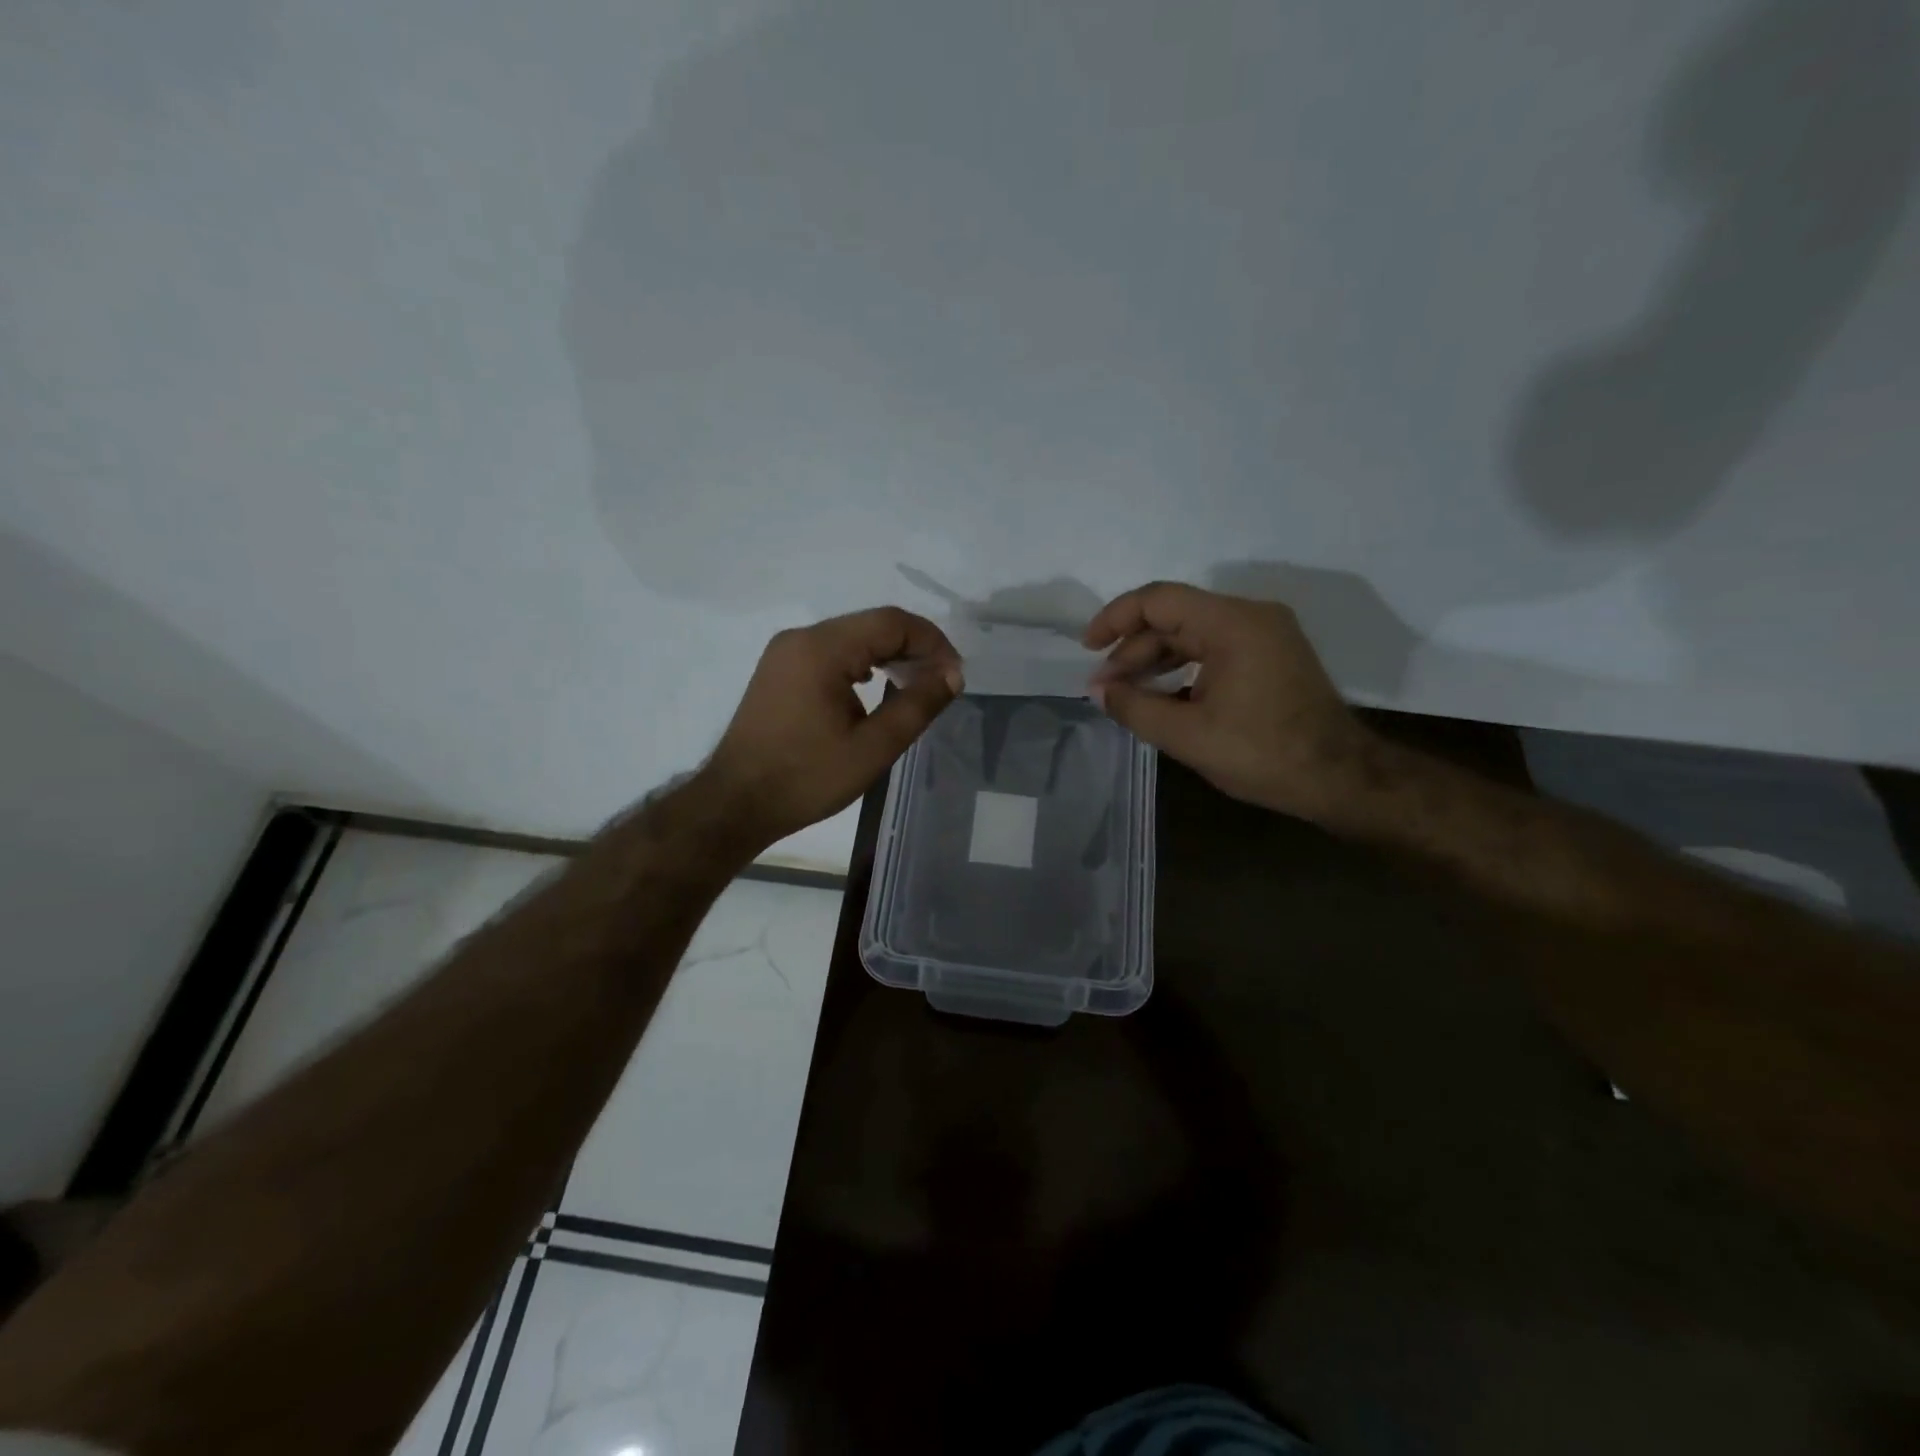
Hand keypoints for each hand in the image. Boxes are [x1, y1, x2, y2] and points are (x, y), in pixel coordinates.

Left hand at [702, 607, 963, 850]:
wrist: (736, 803)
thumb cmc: (807, 778)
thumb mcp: (873, 747)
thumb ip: (918, 705)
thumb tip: (953, 674)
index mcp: (822, 649)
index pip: (892, 622)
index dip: (932, 642)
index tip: (954, 675)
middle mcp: (801, 638)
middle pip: (872, 625)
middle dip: (913, 648)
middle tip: (941, 683)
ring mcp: (785, 652)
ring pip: (852, 637)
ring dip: (888, 656)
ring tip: (915, 687)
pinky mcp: (779, 669)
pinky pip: (831, 652)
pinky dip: (861, 664)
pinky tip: (876, 690)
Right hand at [1083, 582, 1374, 822]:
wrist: (1341, 778)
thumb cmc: (1264, 755)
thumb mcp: (1188, 736)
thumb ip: (1135, 708)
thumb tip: (1099, 690)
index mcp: (1232, 624)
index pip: (1159, 600)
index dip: (1116, 618)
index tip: (1088, 648)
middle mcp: (1250, 616)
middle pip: (1175, 617)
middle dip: (1133, 649)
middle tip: (1105, 687)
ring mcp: (1265, 634)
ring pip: (1193, 633)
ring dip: (1156, 660)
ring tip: (1125, 692)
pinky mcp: (1271, 655)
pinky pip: (1214, 648)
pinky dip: (1183, 667)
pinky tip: (1162, 695)